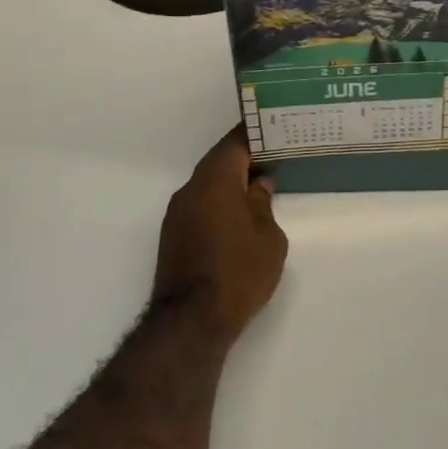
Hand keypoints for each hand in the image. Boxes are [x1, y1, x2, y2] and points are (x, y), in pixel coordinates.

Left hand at [153, 126, 288, 340]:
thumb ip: (263, 204)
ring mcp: (177, 213)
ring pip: (208, 185)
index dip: (255, 133)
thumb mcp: (268, 238)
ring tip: (260, 185)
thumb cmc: (239, 272)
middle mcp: (191, 190)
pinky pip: (200, 205)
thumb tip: (259, 186)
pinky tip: (239, 214)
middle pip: (219, 162)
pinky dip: (219, 202)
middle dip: (244, 158)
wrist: (191, 320)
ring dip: (231, 182)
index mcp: (215, 181)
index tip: (274, 127)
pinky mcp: (173, 236)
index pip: (234, 143)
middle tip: (274, 155)